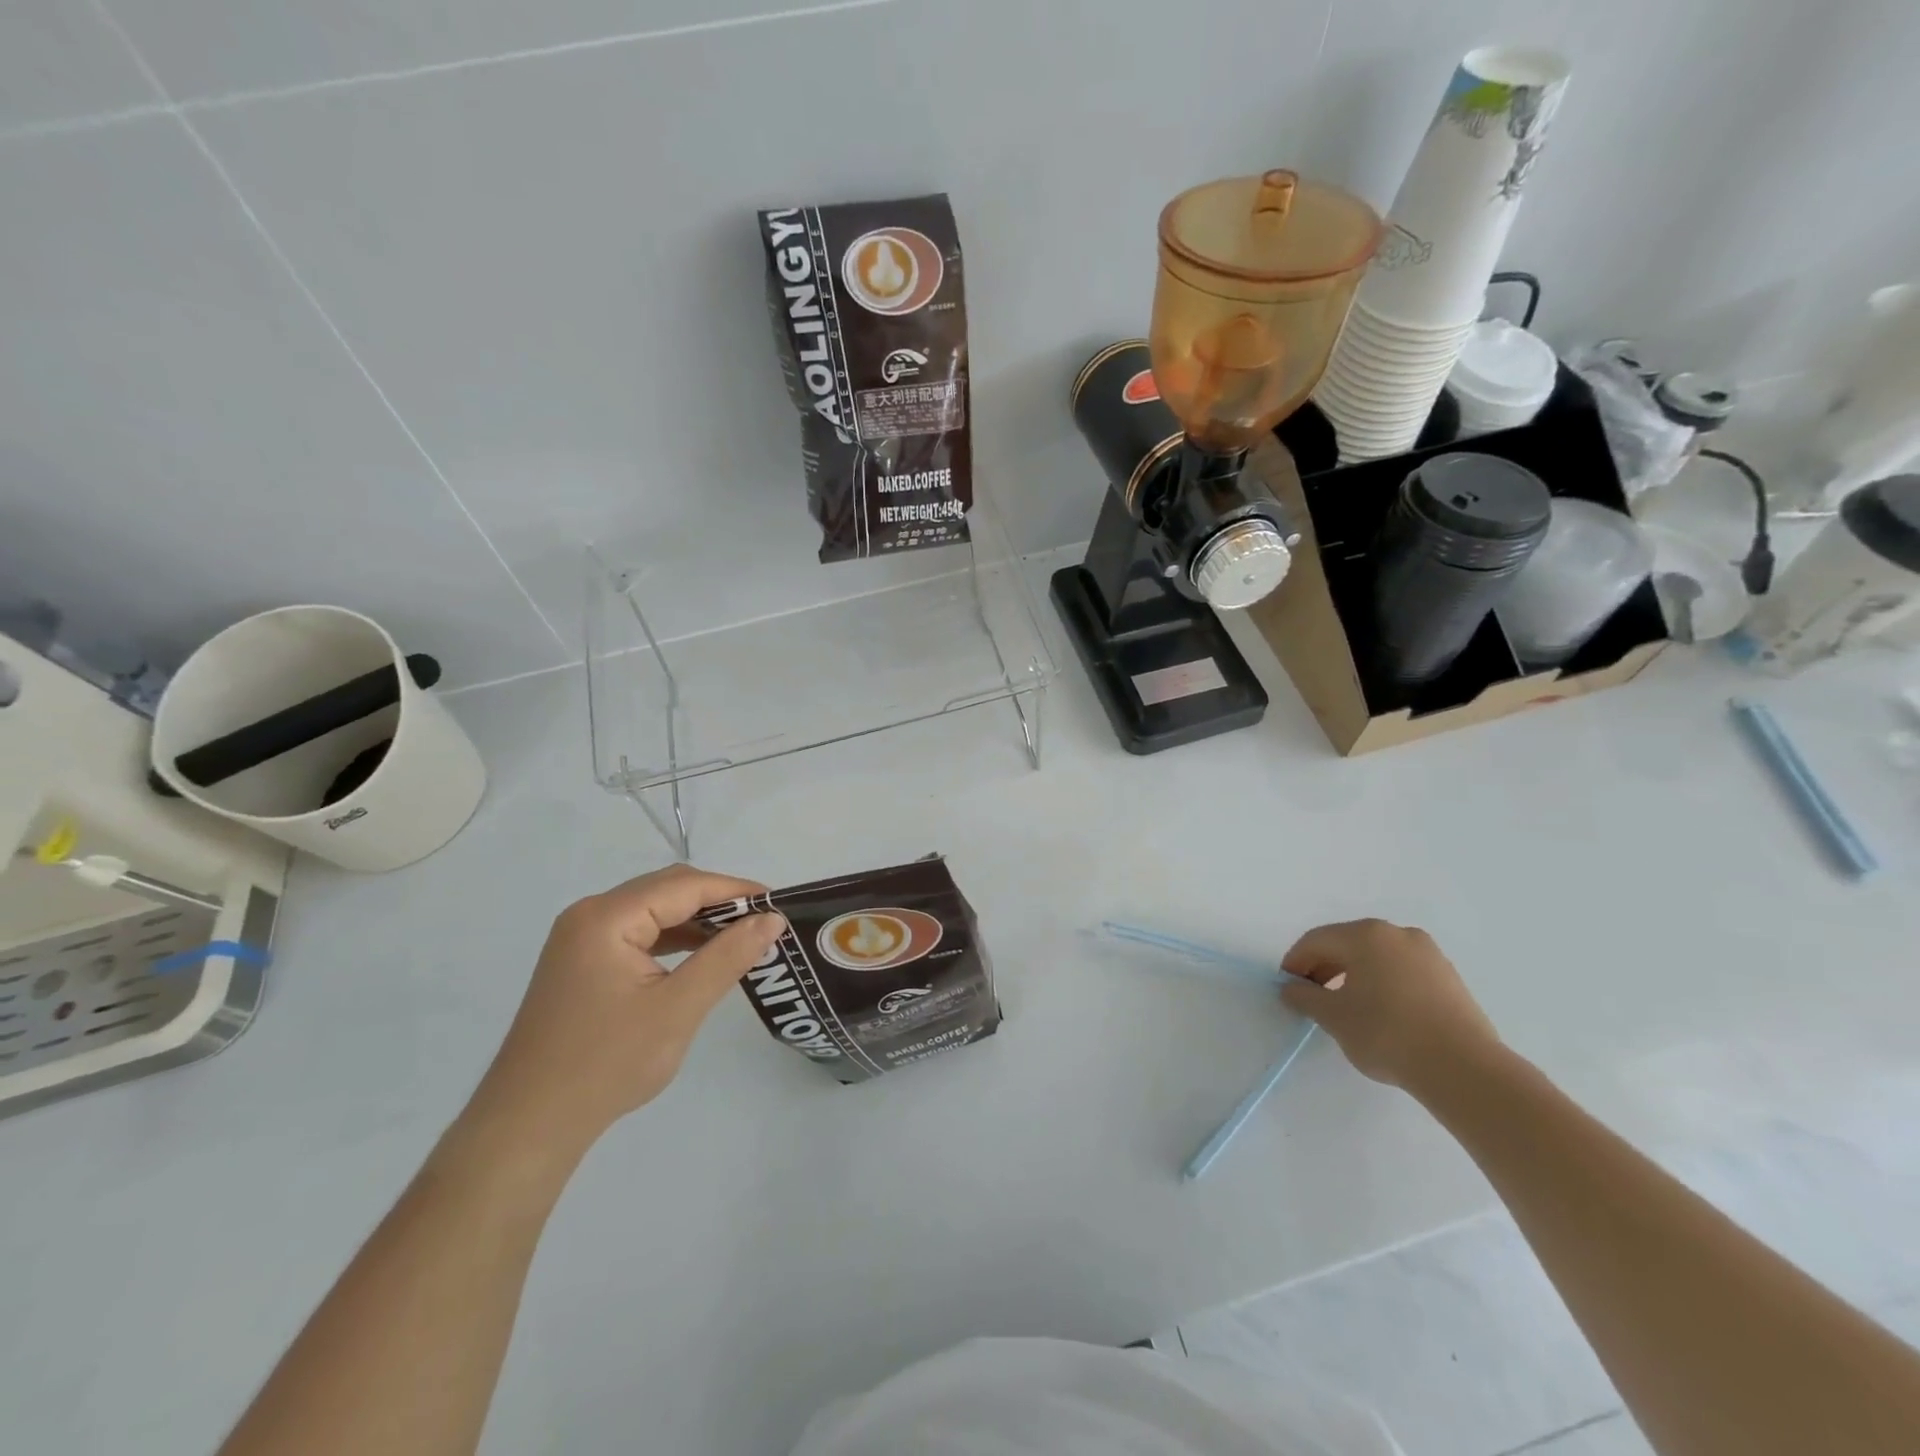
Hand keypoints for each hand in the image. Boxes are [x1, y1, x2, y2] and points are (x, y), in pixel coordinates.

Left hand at [467, 865, 784, 1154]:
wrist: (528, 1127)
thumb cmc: (605, 1065)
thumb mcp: (678, 1009)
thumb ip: (728, 957)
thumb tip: (772, 919)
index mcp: (607, 918)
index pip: (685, 885)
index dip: (736, 891)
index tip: (780, 905)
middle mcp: (591, 915)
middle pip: (668, 890)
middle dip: (719, 903)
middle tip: (765, 924)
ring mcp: (582, 939)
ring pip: (655, 911)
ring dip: (698, 921)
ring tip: (743, 939)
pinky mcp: (583, 962)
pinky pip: (639, 934)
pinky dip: (675, 940)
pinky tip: (702, 957)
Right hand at [1279, 919, 1501, 1095]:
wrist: (1464, 1069)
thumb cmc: (1387, 1033)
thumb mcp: (1333, 1017)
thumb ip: (1304, 997)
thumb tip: (1291, 988)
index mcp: (1365, 935)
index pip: (1316, 941)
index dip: (1295, 962)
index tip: (1287, 988)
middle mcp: (1397, 934)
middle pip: (1347, 944)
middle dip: (1324, 968)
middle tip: (1312, 997)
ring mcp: (1428, 954)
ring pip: (1377, 957)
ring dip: (1354, 976)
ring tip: (1347, 1008)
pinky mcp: (1449, 977)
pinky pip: (1402, 971)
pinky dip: (1383, 984)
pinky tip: (1382, 1013)